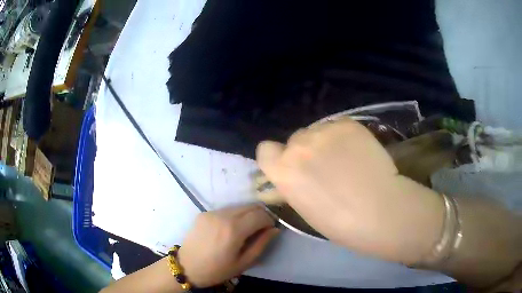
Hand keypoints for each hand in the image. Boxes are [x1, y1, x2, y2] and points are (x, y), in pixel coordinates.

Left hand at [178, 205, 278, 287]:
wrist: (186, 267)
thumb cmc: (217, 270)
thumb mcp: (243, 263)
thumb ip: (261, 244)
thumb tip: (275, 229)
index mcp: (234, 229)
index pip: (260, 214)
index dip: (270, 220)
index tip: (270, 230)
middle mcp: (223, 215)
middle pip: (251, 206)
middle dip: (260, 214)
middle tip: (261, 229)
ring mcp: (212, 212)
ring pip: (238, 206)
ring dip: (247, 214)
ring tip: (246, 230)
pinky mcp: (204, 213)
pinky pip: (226, 210)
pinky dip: (234, 216)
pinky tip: (229, 229)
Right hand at [256, 118, 443, 264]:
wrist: (379, 210)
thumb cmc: (340, 222)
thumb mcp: (304, 207)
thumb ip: (293, 184)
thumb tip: (292, 175)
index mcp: (283, 170)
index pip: (265, 150)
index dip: (277, 157)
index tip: (291, 166)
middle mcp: (299, 145)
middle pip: (295, 139)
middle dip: (306, 151)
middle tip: (326, 166)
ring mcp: (324, 131)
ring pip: (317, 130)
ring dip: (325, 142)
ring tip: (347, 158)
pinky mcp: (348, 124)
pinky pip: (337, 125)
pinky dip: (343, 136)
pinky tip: (358, 151)